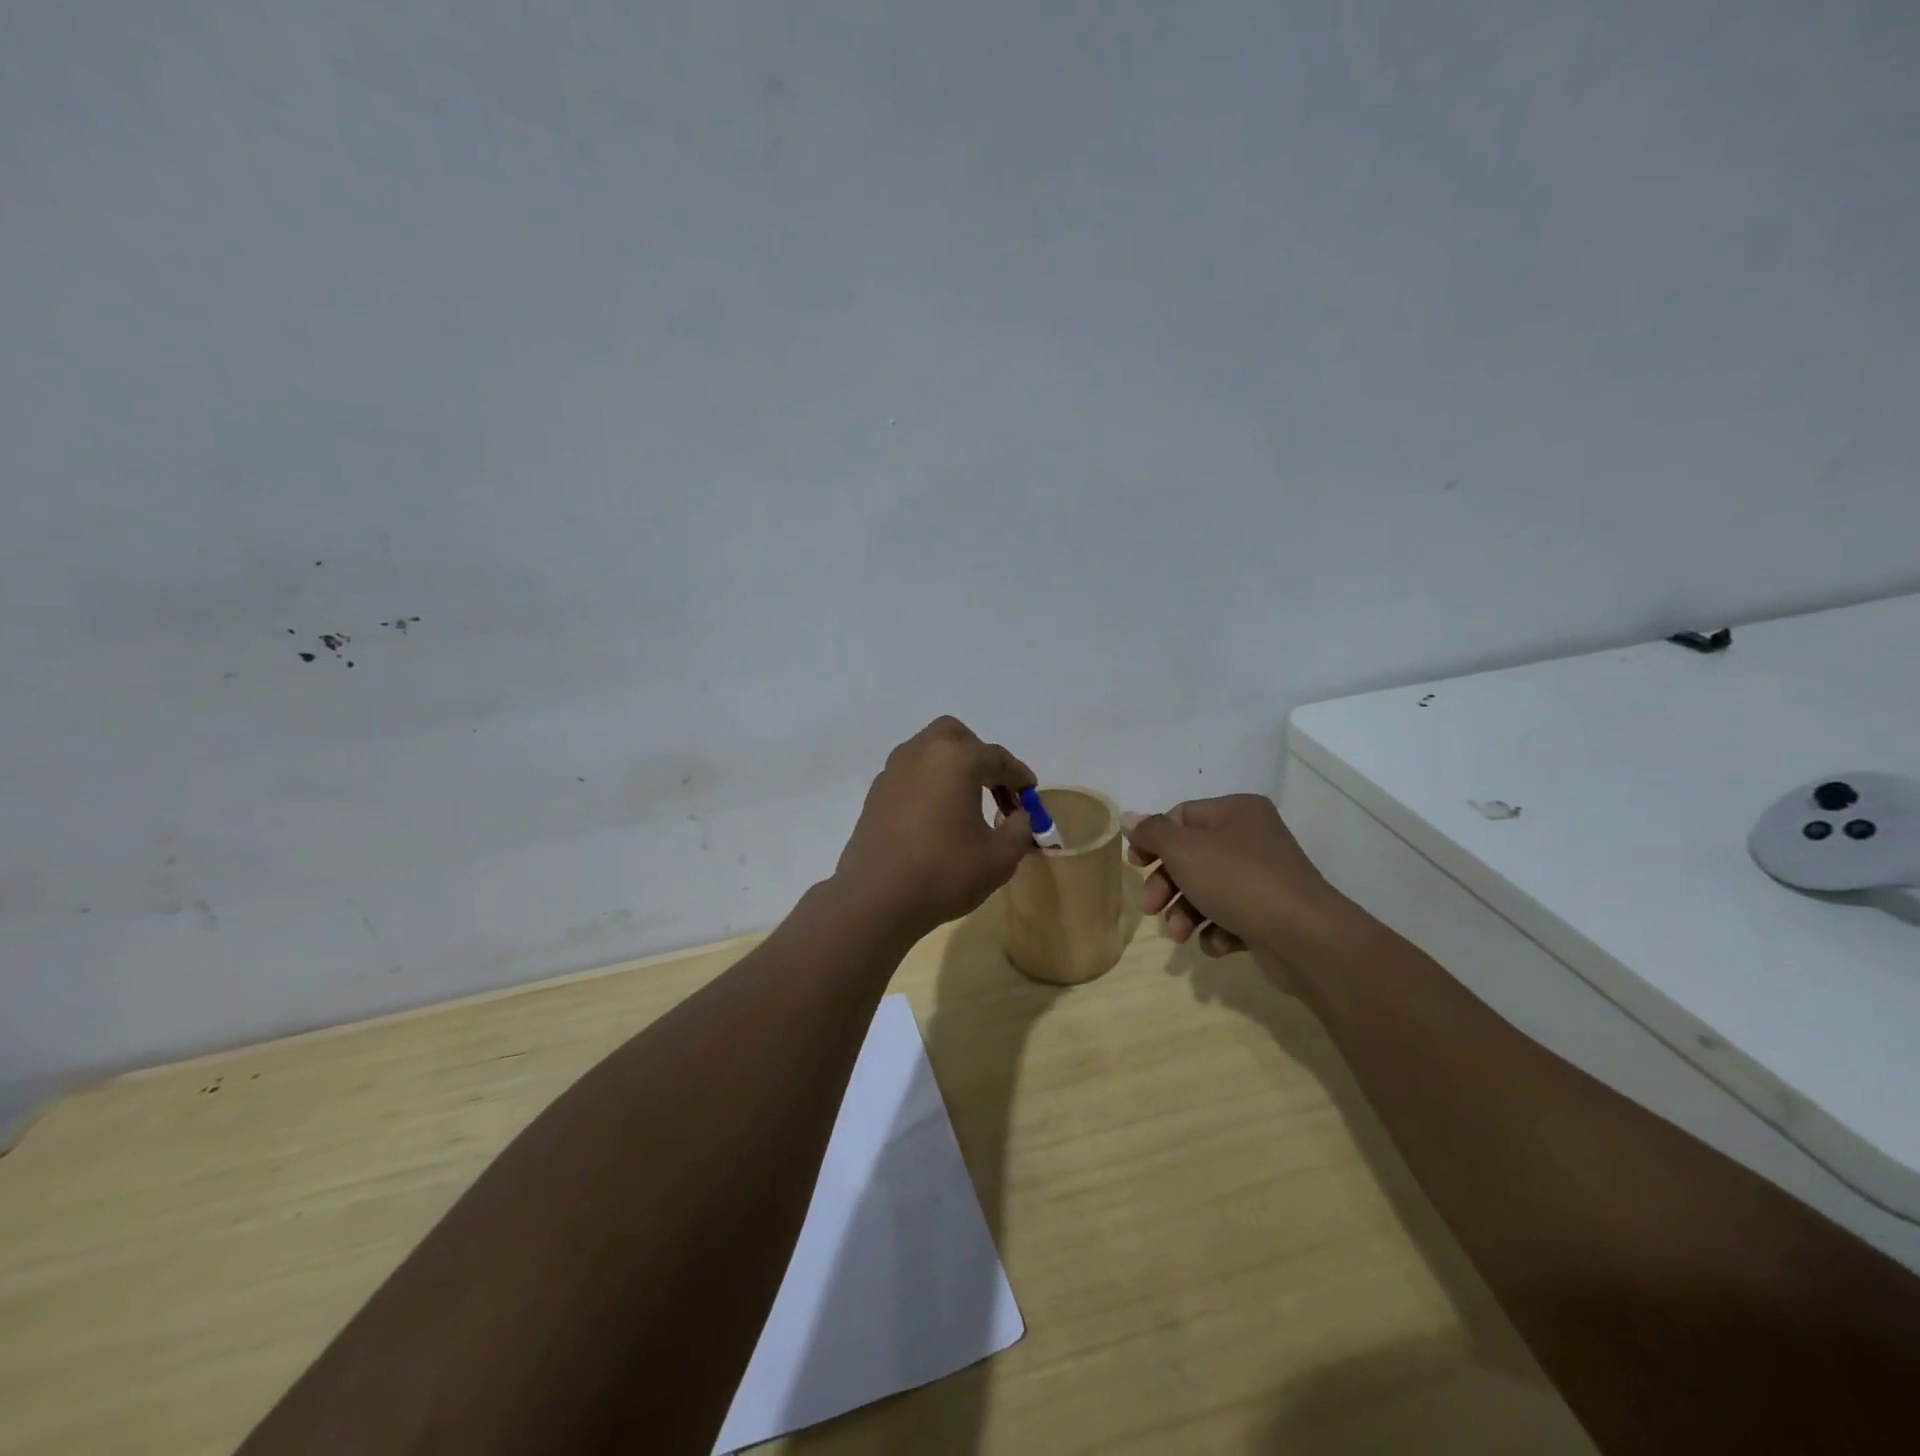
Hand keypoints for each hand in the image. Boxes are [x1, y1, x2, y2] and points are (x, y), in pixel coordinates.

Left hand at [834, 716, 1036, 943]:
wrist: (876, 898)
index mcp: (956, 759)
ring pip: (929, 751)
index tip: (1030, 793)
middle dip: (979, 756)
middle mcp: (922, 753)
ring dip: (952, 768)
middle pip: (956, 737)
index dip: (1018, 775)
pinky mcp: (875, 793)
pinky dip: (929, 783)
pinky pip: (910, 774)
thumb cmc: (944, 872)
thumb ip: (1019, 830)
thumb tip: (1018, 816)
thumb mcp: (999, 857)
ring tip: (967, 803)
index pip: (997, 758)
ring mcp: (893, 771)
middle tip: (995, 787)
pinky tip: (937, 816)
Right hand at [1122, 795, 1343, 984]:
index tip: (1136, 865)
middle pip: (1192, 856)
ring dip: (1186, 913)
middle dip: (1167, 885)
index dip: (1154, 840)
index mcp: (1237, 812)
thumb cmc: (1238, 881)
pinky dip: (1217, 930)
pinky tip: (1218, 942)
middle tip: (1150, 907)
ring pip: (1208, 890)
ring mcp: (1264, 878)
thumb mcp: (1184, 850)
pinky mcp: (1270, 914)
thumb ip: (1153, 832)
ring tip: (1180, 935)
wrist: (1304, 937)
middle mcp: (1252, 839)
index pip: (1182, 816)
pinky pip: (1231, 916)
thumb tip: (1130, 818)